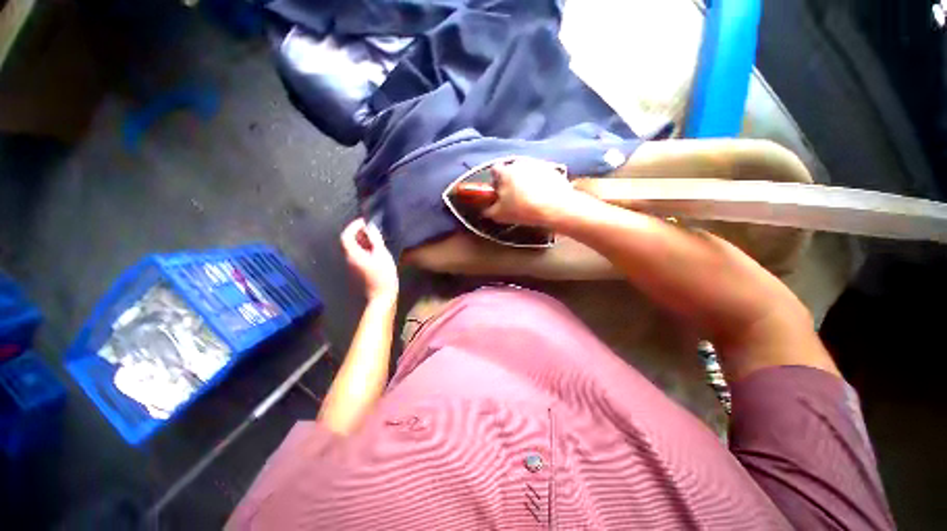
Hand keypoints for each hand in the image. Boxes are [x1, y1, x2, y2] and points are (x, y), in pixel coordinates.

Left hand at [340, 218, 398, 301]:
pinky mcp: (356, 271)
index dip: (353, 226)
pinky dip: (363, 248)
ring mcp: (351, 266)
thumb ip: (375, 240)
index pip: (346, 235)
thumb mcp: (382, 255)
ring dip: (361, 241)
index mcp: (353, 254)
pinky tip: (374, 250)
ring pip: (352, 249)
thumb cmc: (383, 275)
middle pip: (348, 242)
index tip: (364, 221)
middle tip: (371, 229)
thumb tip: (371, 227)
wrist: (381, 297)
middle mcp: (348, 259)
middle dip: (357, 232)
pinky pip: (356, 255)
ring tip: (375, 238)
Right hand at [483, 157, 577, 225]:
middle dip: (510, 180)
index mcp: (505, 172)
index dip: (494, 180)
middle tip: (513, 195)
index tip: (498, 191)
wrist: (555, 208)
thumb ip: (488, 210)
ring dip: (525, 180)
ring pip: (526, 171)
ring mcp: (538, 164)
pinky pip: (541, 174)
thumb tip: (484, 209)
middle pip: (511, 169)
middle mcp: (520, 163)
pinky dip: (540, 181)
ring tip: (529, 196)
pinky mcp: (553, 169)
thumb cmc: (523, 210)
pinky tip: (543, 194)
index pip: (494, 169)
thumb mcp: (500, 215)